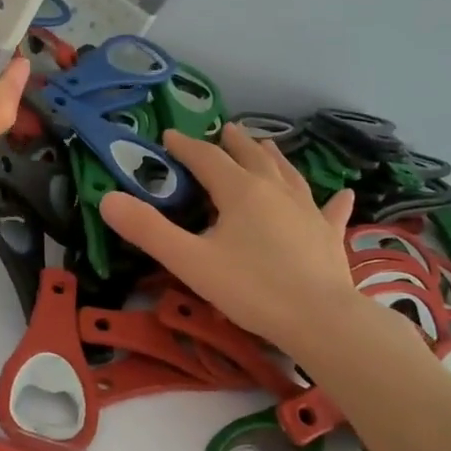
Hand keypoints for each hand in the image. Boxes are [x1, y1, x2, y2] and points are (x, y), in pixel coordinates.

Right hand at [100, 125, 419, 366]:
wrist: (320, 320)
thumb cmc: (251, 289)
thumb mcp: (190, 261)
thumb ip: (148, 230)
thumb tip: (107, 199)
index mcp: (240, 191)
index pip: (207, 158)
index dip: (186, 146)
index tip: (169, 137)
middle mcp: (275, 190)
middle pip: (252, 157)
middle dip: (234, 143)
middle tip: (224, 130)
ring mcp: (307, 211)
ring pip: (288, 174)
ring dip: (273, 157)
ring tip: (266, 145)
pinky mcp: (328, 236)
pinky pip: (329, 210)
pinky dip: (332, 199)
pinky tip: (342, 193)